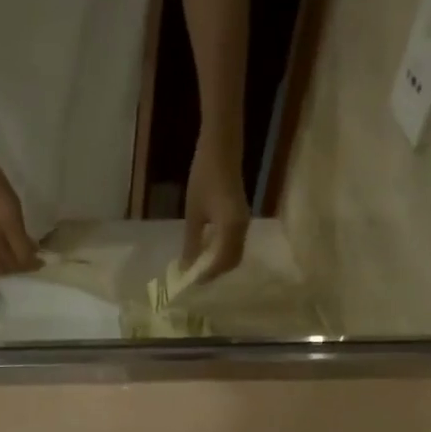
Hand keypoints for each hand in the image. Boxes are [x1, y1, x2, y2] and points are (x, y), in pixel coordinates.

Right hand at [0, 151, 38, 275]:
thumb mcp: (14, 202)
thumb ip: (21, 228)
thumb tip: (30, 248)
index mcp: (8, 222)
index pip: (24, 254)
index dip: (34, 263)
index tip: (40, 262)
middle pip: (11, 264)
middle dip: (22, 267)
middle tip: (27, 263)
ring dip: (6, 270)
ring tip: (11, 265)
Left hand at [183, 143, 249, 281]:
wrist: (222, 148)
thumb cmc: (204, 177)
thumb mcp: (193, 213)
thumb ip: (191, 242)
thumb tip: (186, 266)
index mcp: (230, 229)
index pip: (220, 263)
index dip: (206, 275)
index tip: (190, 282)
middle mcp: (242, 229)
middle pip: (231, 262)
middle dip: (214, 272)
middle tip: (194, 276)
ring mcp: (244, 223)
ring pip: (235, 254)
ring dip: (218, 263)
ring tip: (198, 265)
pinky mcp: (242, 217)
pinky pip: (235, 243)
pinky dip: (222, 251)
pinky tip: (207, 248)